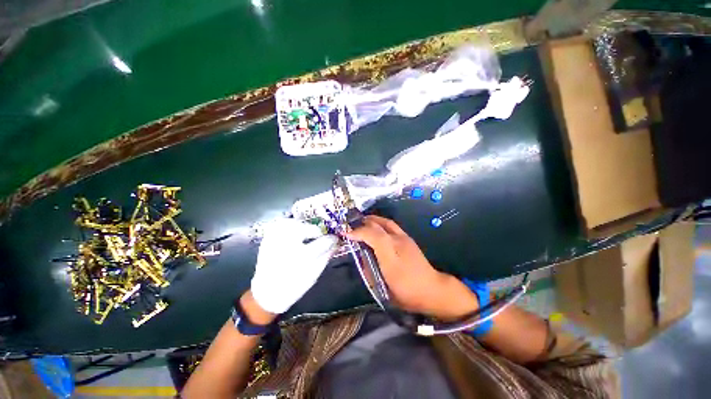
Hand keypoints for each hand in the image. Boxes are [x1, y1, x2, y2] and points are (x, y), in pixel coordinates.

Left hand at [251, 218, 337, 313]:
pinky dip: (289, 224)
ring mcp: (275, 240)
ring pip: (293, 222)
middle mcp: (288, 245)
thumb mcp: (314, 274)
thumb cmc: (293, 287)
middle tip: (319, 237)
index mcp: (302, 257)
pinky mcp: (267, 239)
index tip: (335, 239)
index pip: (323, 241)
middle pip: (307, 228)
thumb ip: (326, 256)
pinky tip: (293, 232)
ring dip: (303, 226)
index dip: (332, 239)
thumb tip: (336, 243)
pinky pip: (280, 224)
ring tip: (305, 234)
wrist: (266, 294)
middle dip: (316, 232)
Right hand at [347, 215, 477, 319]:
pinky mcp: (408, 239)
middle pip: (379, 224)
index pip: (372, 234)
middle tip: (352, 225)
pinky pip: (392, 226)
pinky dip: (381, 223)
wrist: (432, 290)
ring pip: (386, 222)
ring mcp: (405, 238)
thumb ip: (369, 267)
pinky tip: (377, 228)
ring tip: (363, 222)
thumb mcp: (383, 284)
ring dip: (373, 220)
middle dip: (363, 222)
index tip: (345, 233)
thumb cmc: (406, 291)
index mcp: (391, 252)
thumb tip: (361, 254)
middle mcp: (398, 240)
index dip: (357, 232)